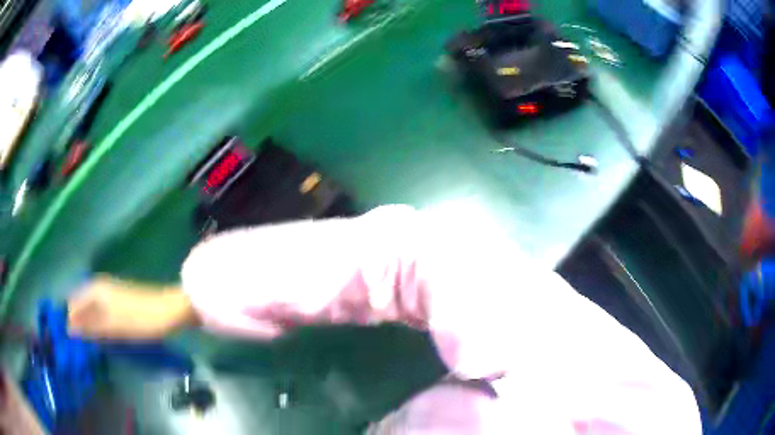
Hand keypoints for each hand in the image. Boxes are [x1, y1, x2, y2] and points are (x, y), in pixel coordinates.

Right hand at [67, 275, 196, 340]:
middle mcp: (99, 288)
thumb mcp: (113, 327)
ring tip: (84, 345)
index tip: (65, 339)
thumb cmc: (140, 319)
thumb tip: (69, 329)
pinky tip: (98, 337)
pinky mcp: (119, 303)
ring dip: (86, 325)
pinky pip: (101, 313)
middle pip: (81, 306)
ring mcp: (110, 294)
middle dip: (76, 324)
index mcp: (95, 290)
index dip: (68, 320)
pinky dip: (97, 325)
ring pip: (90, 310)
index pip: (73, 304)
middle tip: (75, 346)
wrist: (170, 311)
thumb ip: (90, 327)